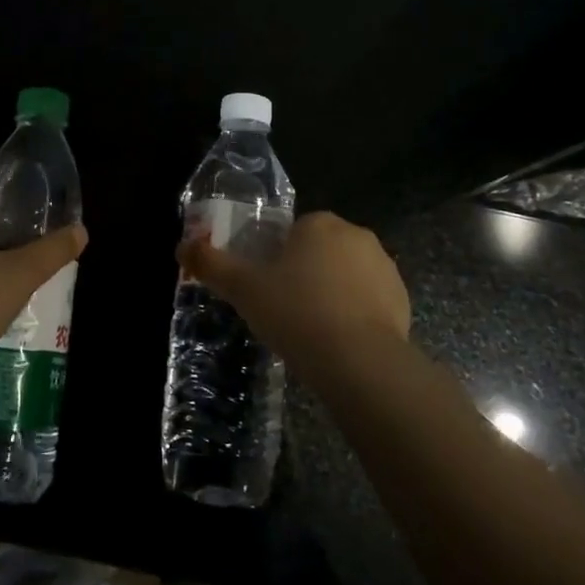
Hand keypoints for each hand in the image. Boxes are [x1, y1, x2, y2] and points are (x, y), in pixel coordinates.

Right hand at [177, 211, 410, 374]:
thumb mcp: (243, 288)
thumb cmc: (295, 312)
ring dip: (332, 293)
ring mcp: (385, 267)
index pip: (293, 232)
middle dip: (305, 274)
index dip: (276, 258)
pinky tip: (339, 343)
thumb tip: (182, 246)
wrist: (359, 361)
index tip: (267, 288)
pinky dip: (356, 315)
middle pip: (320, 250)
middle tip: (285, 310)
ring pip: (347, 275)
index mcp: (319, 223)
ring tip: (312, 331)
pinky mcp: (403, 300)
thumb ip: (211, 264)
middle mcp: (356, 235)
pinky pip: (371, 300)